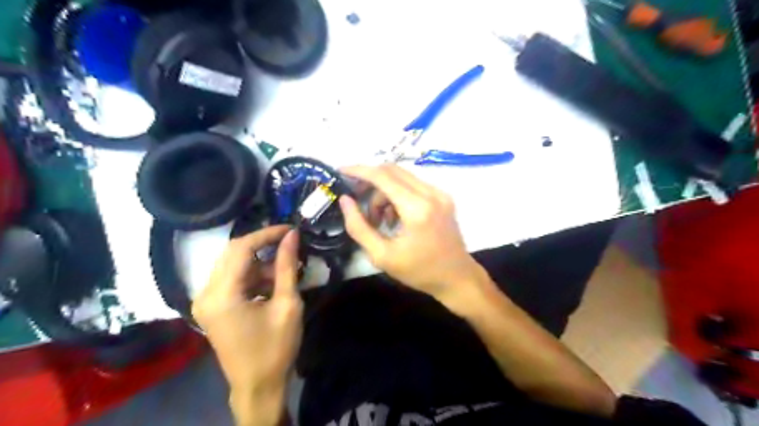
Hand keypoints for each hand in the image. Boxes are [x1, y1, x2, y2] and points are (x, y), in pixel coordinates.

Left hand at [193, 225, 301, 423]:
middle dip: (263, 245)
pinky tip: (271, 285)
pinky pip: (231, 279)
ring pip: (232, 265)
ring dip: (259, 263)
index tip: (291, 229)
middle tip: (289, 244)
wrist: (257, 385)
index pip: (241, 248)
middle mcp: (205, 293)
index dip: (267, 234)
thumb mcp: (287, 304)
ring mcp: (205, 300)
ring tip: (285, 272)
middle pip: (232, 253)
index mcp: (222, 294)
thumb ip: (287, 266)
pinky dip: (252, 276)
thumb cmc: (276, 347)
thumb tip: (292, 236)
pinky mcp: (211, 307)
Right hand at [339, 162, 486, 299]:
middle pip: (392, 171)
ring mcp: (440, 193)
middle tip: (356, 198)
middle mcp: (431, 194)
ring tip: (378, 219)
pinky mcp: (443, 197)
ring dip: (384, 191)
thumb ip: (359, 227)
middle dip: (370, 181)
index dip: (359, 170)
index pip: (382, 176)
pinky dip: (398, 194)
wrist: (457, 277)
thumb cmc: (419, 271)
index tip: (341, 171)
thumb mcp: (382, 255)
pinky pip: (413, 185)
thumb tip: (345, 200)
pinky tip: (395, 217)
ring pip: (402, 177)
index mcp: (417, 208)